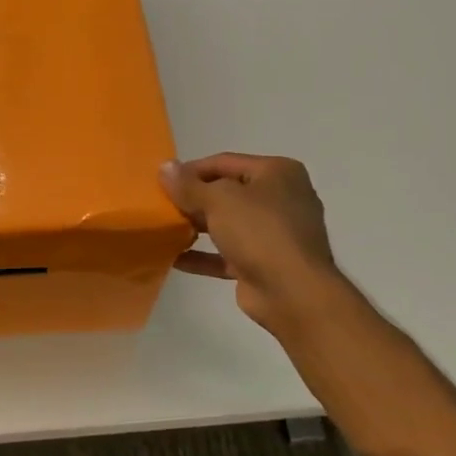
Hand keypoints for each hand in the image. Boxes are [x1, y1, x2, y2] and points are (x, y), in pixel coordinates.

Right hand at [161, 153, 343, 336]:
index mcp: (277, 173)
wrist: (293, 293)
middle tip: (161, 205)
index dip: (191, 170)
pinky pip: (228, 254)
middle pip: (227, 192)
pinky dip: (204, 255)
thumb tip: (165, 167)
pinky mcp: (265, 264)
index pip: (225, 162)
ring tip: (164, 230)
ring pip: (228, 223)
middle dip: (194, 199)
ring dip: (197, 227)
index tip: (162, 181)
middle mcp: (280, 198)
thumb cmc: (260, 232)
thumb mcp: (218, 200)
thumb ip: (188, 185)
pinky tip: (174, 259)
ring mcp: (275, 234)